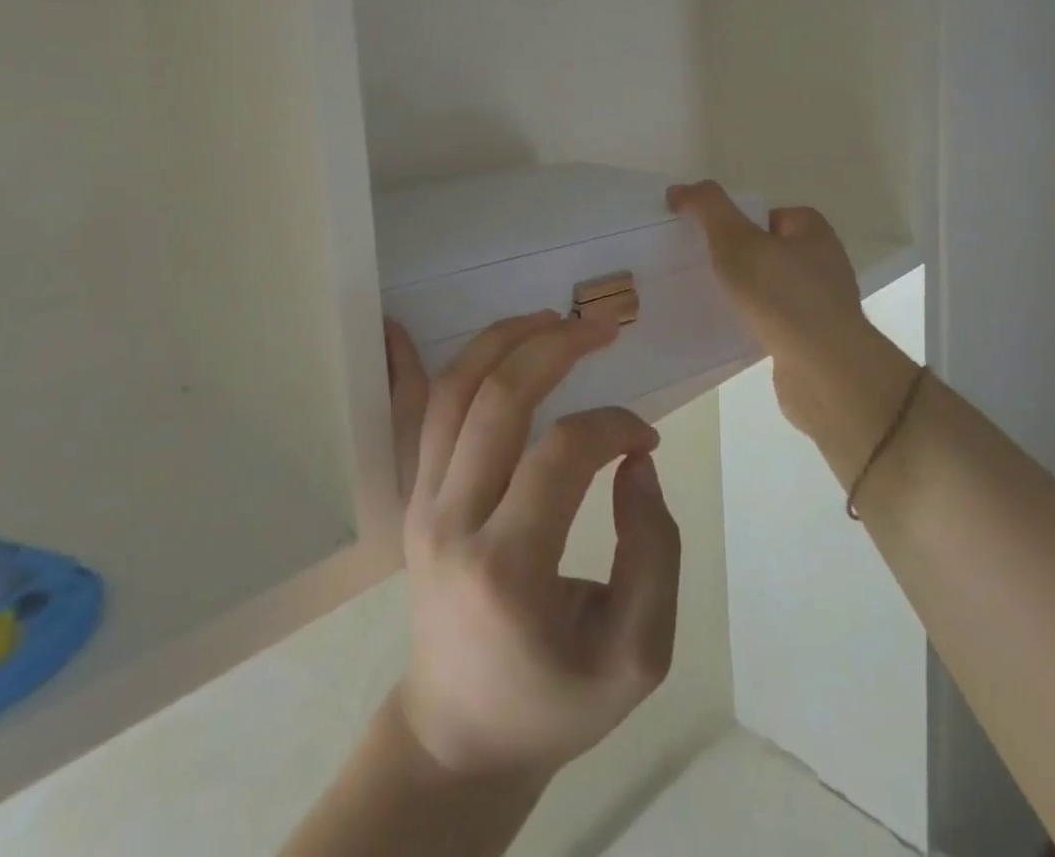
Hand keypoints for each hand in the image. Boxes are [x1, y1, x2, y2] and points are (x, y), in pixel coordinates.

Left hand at [385, 312, 681, 780]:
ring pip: (452, 393)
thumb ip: (654, 552)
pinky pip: (411, 417)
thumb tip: (635, 460)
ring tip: (549, 319)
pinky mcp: (411, 498)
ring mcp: (422, 504)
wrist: (460, 735)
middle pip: (498, 399)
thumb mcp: (636, 657)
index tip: (644, 438)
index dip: (613, 426)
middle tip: (601, 329)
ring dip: (501, 341)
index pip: (563, 454)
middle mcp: (453, 521)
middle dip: (555, 347)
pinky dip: (412, 366)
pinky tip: (400, 325)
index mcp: (510, 568)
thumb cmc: (553, 703)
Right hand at [667, 180, 914, 477]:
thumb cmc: (782, 295)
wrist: (825, 372)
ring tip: (715, 301)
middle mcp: (825, 265)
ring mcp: (823, 306)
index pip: (775, 214)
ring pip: (773, 289)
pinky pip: (776, 322)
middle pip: (772, 250)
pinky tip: (736, 332)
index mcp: (815, 234)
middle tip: (707, 268)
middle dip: (741, 259)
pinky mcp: (815, 342)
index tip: (715, 239)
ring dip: (748, 294)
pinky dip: (756, 323)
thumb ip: (708, 209)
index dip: (744, 221)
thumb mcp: (736, 240)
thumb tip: (680, 189)